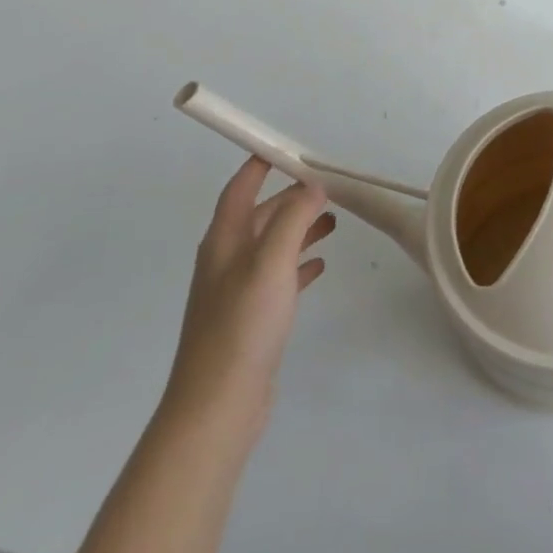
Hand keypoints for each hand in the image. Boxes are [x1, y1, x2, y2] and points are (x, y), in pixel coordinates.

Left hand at [162, 156, 335, 438]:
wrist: (218, 405)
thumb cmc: (242, 325)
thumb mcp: (271, 262)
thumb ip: (292, 219)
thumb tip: (313, 186)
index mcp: (224, 240)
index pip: (240, 188)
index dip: (260, 164)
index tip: (288, 147)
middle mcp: (227, 260)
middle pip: (260, 215)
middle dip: (292, 198)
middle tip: (329, 189)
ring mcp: (238, 290)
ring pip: (272, 245)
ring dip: (300, 229)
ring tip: (334, 222)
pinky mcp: (252, 317)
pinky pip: (279, 277)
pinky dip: (299, 264)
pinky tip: (320, 266)